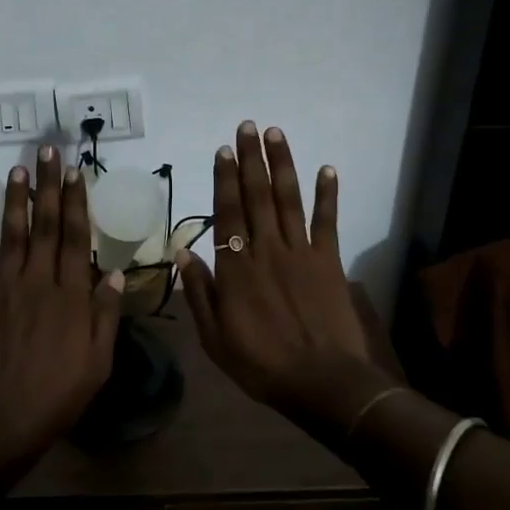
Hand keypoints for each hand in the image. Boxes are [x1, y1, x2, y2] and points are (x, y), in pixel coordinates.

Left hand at [0, 146, 124, 472]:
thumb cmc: (56, 396)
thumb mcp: (97, 363)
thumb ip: (105, 315)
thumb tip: (112, 272)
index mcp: (71, 295)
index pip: (76, 237)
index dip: (76, 201)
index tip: (75, 172)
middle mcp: (38, 281)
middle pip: (46, 224)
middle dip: (48, 186)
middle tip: (48, 152)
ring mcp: (5, 288)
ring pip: (12, 234)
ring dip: (15, 199)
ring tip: (19, 169)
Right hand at [176, 123, 378, 421]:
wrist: (322, 382)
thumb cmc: (261, 363)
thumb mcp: (214, 337)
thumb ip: (198, 292)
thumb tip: (181, 253)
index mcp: (236, 268)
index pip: (227, 213)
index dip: (224, 180)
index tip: (222, 150)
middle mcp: (266, 250)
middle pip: (257, 196)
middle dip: (250, 160)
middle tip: (247, 127)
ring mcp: (300, 253)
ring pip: (289, 200)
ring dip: (282, 165)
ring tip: (276, 134)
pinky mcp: (329, 262)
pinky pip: (327, 222)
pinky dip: (328, 195)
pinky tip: (327, 170)